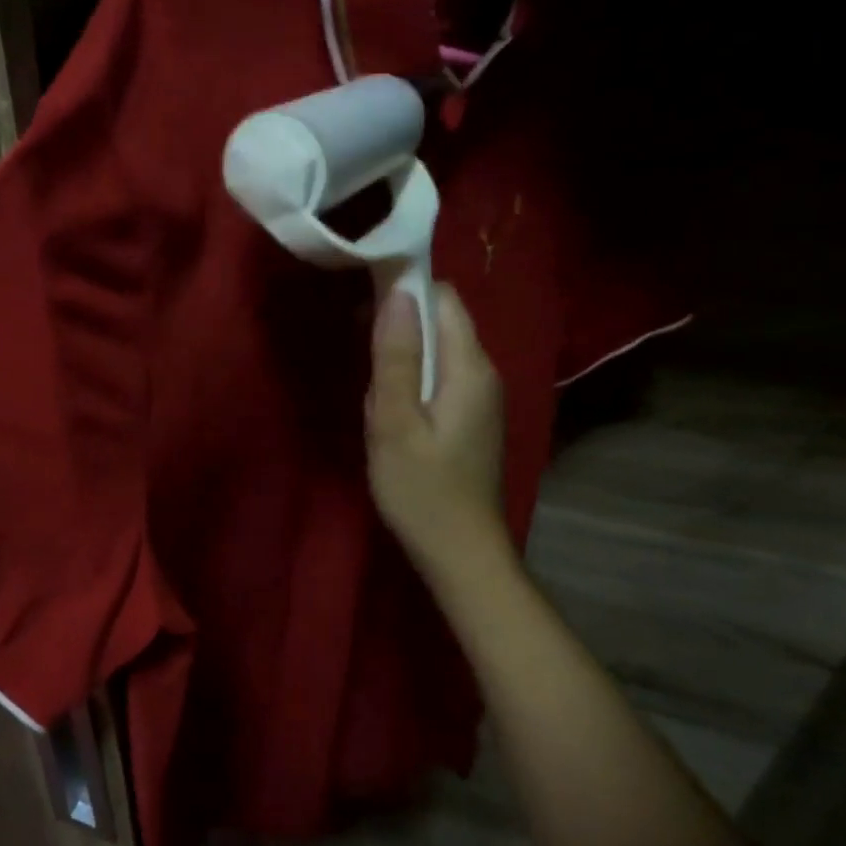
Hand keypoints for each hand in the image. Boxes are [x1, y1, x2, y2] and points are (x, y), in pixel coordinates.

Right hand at [366, 282, 507, 573]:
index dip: (405, 290)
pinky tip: (392, 417)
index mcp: (470, 368)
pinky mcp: (472, 420)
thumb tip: (396, 292)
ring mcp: (481, 399)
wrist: (462, 554)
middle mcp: (484, 374)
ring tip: (374, 398)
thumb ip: (396, 358)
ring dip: (402, 361)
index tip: (363, 302)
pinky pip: (440, 380)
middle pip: (442, 323)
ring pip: (437, 354)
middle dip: (399, 329)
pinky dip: (413, 384)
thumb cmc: (422, 491)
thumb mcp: (395, 423)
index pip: (444, 299)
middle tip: (361, 358)